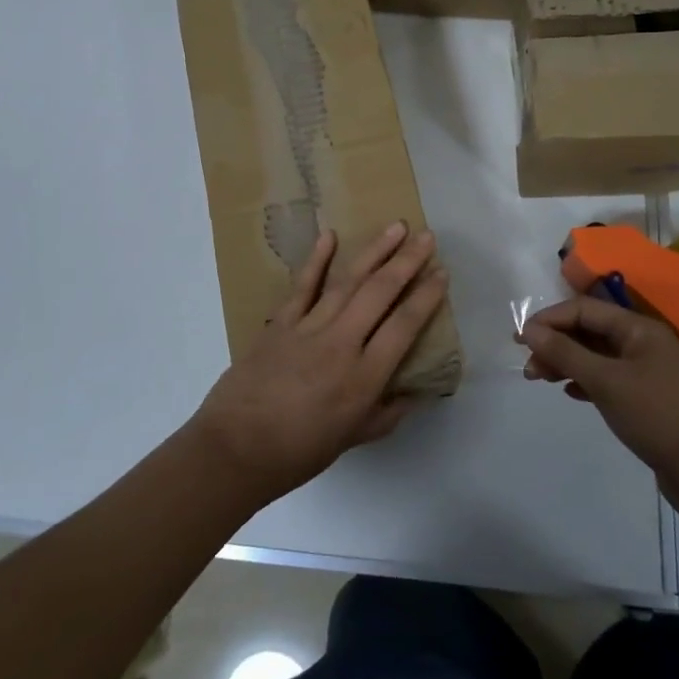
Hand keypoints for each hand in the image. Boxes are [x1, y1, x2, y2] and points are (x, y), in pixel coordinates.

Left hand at [191, 223, 446, 502]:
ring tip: (396, 228)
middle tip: (427, 237)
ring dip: (374, 252)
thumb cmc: (300, 451)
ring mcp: (308, 328)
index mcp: (364, 377)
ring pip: (348, 281)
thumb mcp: (354, 438)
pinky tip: (330, 236)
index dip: (426, 297)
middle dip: (407, 262)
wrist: (236, 448)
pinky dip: (316, 260)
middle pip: (380, 293)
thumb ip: (388, 412)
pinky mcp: (280, 324)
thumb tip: (414, 391)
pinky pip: (302, 286)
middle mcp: (341, 344)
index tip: (442, 273)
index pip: (404, 326)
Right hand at [518, 297, 678, 529]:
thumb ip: (566, 353)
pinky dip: (585, 382)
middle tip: (529, 366)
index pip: (584, 309)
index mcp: (639, 329)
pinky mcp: (647, 399)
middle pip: (589, 332)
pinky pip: (608, 379)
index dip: (550, 320)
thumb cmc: (656, 416)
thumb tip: (530, 330)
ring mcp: (647, 372)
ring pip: (597, 357)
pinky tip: (571, 393)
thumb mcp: (605, 381)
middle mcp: (643, 344)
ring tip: (540, 379)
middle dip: (556, 343)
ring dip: (567, 363)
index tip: (520, 339)